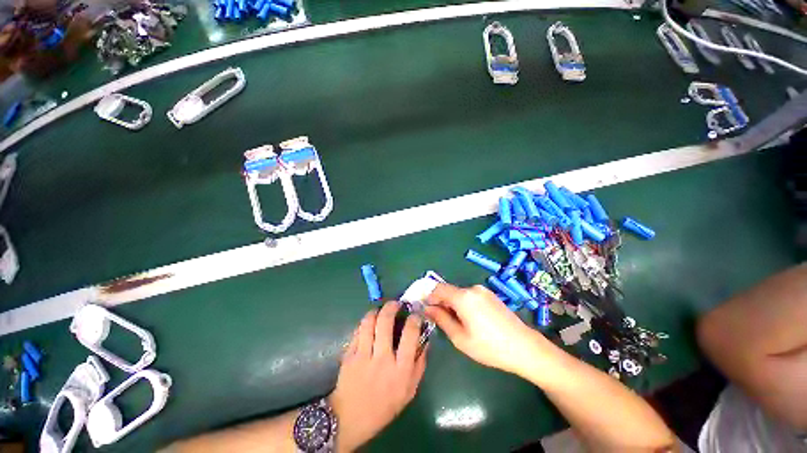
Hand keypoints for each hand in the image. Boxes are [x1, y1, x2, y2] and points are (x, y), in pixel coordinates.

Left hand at [329, 302, 426, 451]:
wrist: (351, 418)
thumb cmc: (385, 406)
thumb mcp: (410, 390)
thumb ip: (420, 364)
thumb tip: (425, 340)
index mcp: (400, 369)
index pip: (410, 334)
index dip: (414, 319)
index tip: (415, 314)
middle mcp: (382, 359)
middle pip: (385, 322)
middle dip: (391, 306)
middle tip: (395, 303)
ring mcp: (363, 356)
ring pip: (368, 323)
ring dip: (376, 311)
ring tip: (380, 310)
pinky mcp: (349, 355)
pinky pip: (357, 331)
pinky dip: (364, 323)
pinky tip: (369, 324)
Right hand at [424, 283, 548, 375]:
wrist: (525, 348)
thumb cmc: (490, 347)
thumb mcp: (460, 338)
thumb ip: (441, 319)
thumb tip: (428, 308)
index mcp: (463, 297)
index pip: (438, 289)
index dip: (429, 297)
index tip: (425, 309)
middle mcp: (472, 289)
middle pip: (449, 291)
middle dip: (441, 303)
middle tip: (440, 321)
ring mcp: (483, 291)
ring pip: (459, 294)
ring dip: (453, 304)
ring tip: (457, 324)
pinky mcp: (491, 295)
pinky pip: (470, 296)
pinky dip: (463, 304)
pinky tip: (470, 321)